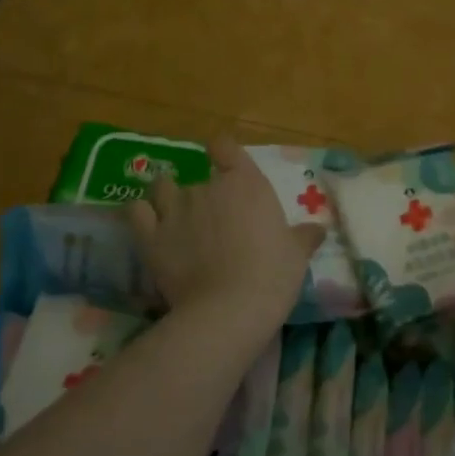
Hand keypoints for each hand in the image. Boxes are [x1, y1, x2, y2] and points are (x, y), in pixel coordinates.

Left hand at [127, 136, 322, 334]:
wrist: (229, 309)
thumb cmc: (272, 275)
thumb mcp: (296, 255)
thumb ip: (303, 237)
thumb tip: (318, 230)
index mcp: (245, 183)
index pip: (225, 147)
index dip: (222, 152)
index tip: (224, 163)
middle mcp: (207, 187)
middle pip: (198, 175)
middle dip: (203, 193)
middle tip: (212, 219)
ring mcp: (175, 210)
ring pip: (162, 186)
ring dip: (167, 195)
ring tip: (175, 214)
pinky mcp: (150, 236)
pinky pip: (136, 211)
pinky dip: (140, 212)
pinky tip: (147, 222)